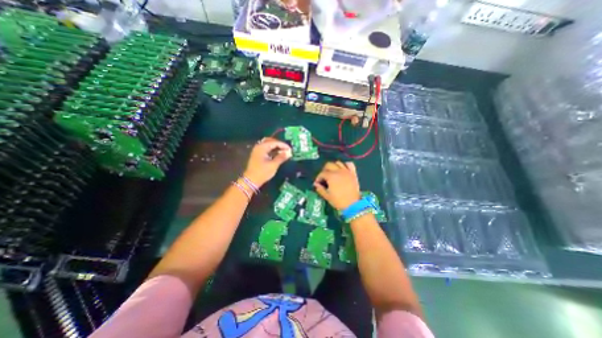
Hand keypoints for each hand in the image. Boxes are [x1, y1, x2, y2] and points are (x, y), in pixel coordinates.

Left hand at [243, 135, 292, 186]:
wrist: (251, 181)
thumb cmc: (262, 172)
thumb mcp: (273, 165)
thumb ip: (281, 157)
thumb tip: (289, 153)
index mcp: (262, 147)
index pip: (274, 142)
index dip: (283, 145)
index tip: (290, 149)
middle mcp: (259, 146)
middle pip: (271, 141)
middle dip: (279, 144)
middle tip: (287, 149)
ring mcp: (257, 151)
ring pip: (268, 145)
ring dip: (276, 147)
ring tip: (284, 151)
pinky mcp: (258, 155)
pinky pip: (266, 149)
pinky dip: (272, 150)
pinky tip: (278, 154)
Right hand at [313, 161, 358, 211]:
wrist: (353, 205)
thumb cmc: (339, 201)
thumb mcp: (327, 196)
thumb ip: (320, 189)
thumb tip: (316, 184)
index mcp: (331, 177)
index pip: (322, 173)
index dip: (318, 178)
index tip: (317, 183)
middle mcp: (338, 171)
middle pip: (329, 165)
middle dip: (324, 170)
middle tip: (324, 177)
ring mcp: (346, 171)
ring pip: (338, 163)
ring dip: (334, 166)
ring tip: (333, 173)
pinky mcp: (353, 173)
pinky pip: (349, 164)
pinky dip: (345, 165)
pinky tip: (343, 169)